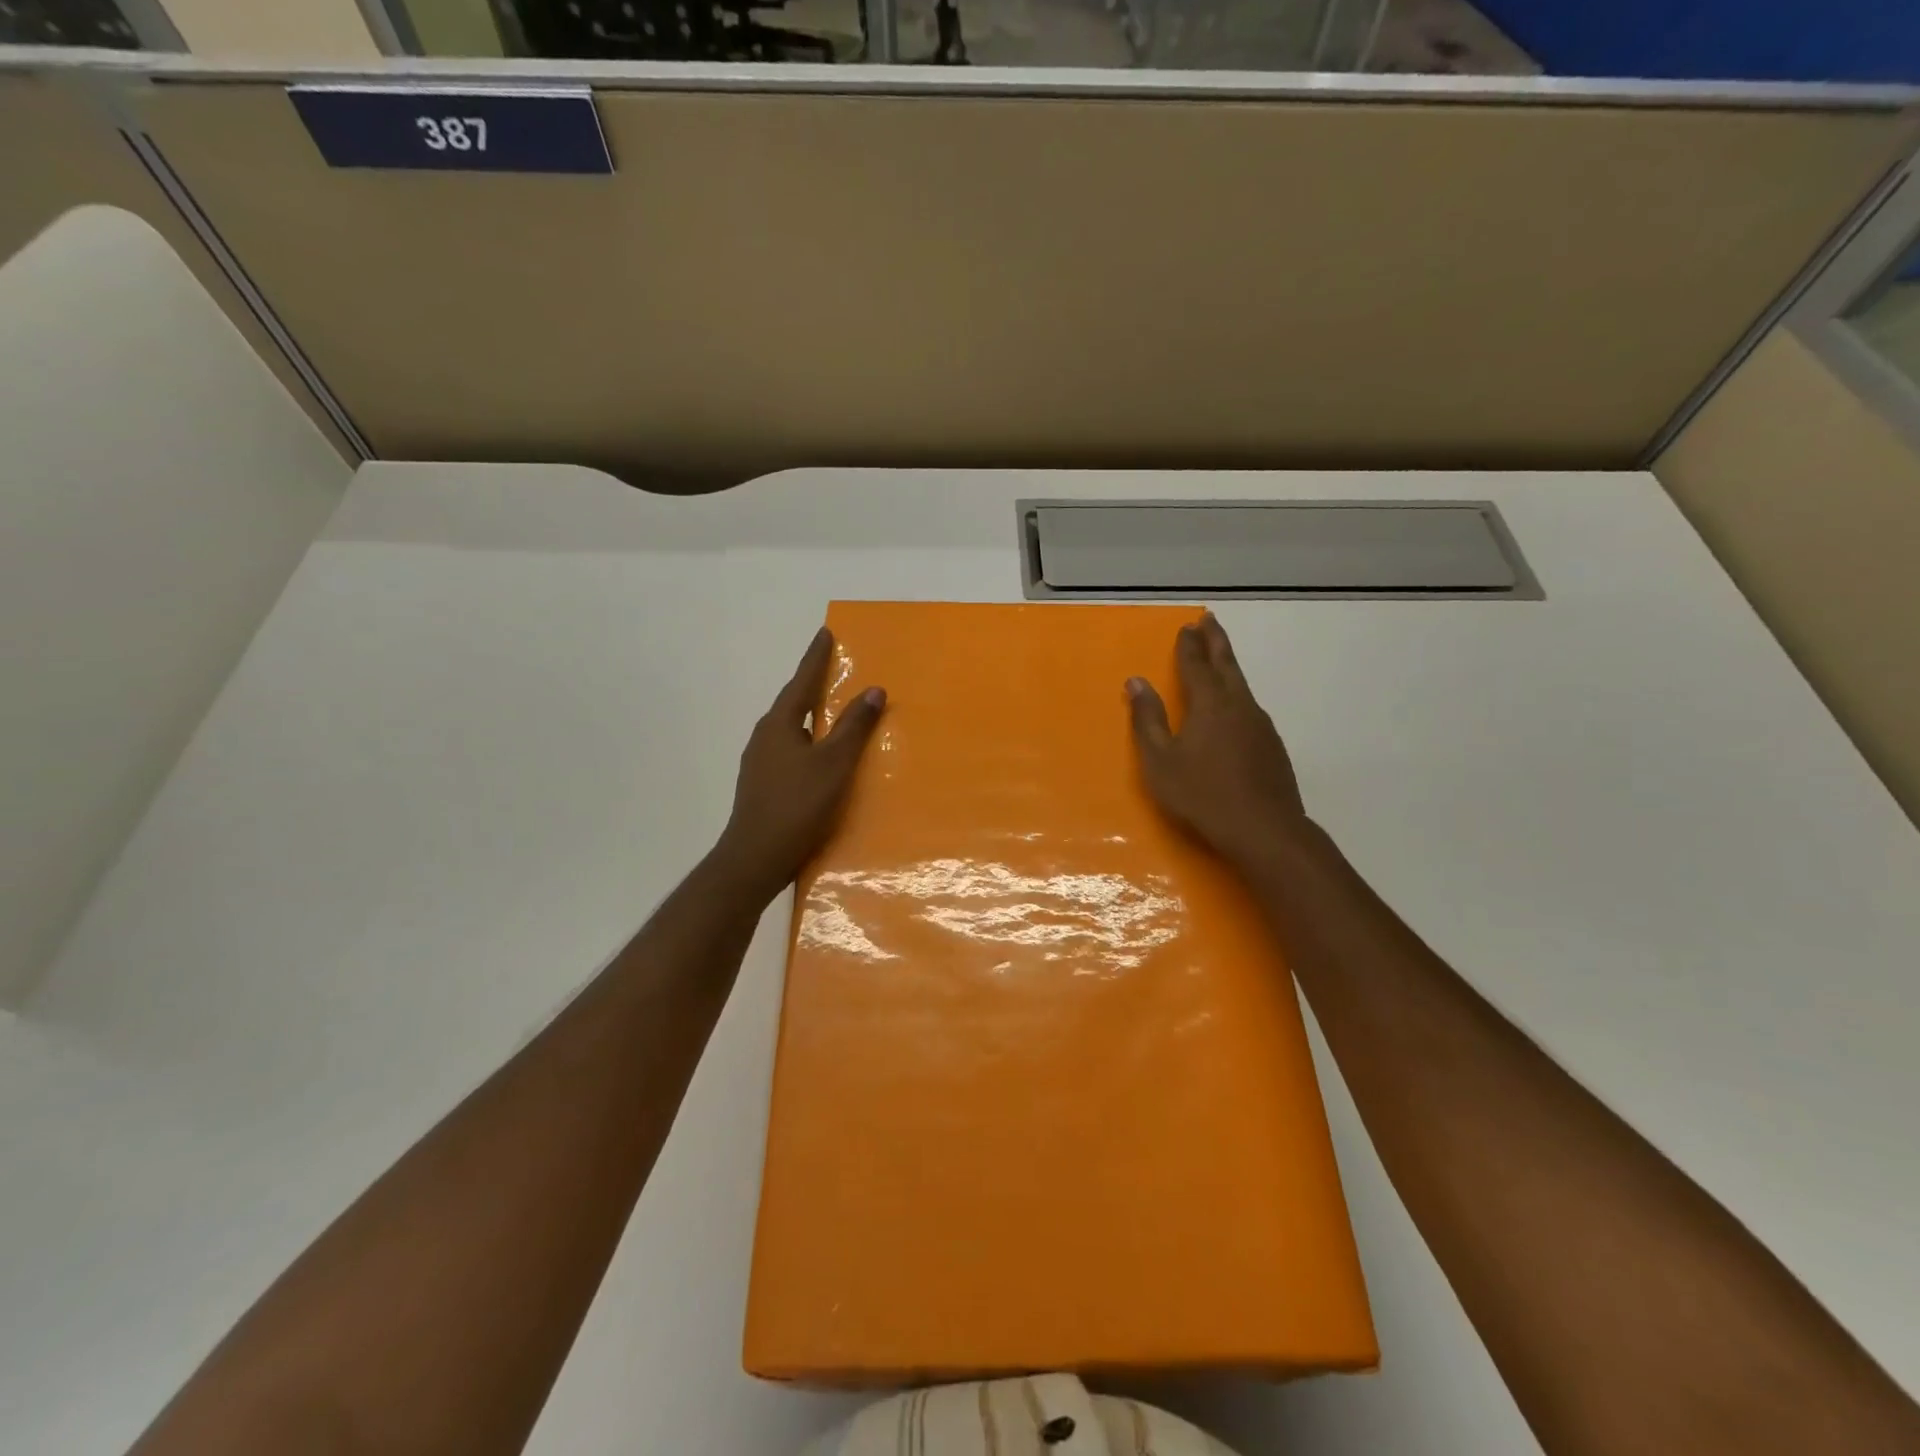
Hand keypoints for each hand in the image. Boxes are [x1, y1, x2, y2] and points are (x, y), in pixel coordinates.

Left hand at [718, 627, 885, 896]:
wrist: (755, 858)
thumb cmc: (797, 805)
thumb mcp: (834, 763)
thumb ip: (853, 726)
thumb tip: (873, 689)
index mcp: (780, 724)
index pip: (802, 681)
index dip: (816, 658)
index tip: (826, 633)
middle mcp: (764, 736)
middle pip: (792, 702)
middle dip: (812, 685)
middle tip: (833, 669)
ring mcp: (759, 762)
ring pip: (790, 728)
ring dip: (810, 715)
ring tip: (832, 711)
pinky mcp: (762, 784)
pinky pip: (789, 750)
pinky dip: (807, 742)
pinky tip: (819, 756)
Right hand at [1127, 613, 1309, 867]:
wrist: (1264, 829)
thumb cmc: (1202, 794)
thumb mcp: (1161, 760)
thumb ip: (1148, 719)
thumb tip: (1136, 682)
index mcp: (1209, 704)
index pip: (1197, 665)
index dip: (1189, 645)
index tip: (1187, 626)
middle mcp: (1238, 705)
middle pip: (1227, 664)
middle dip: (1216, 640)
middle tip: (1209, 619)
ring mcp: (1260, 725)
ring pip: (1242, 685)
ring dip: (1229, 665)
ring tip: (1220, 658)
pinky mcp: (1272, 745)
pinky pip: (1250, 707)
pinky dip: (1238, 694)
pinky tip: (1235, 708)